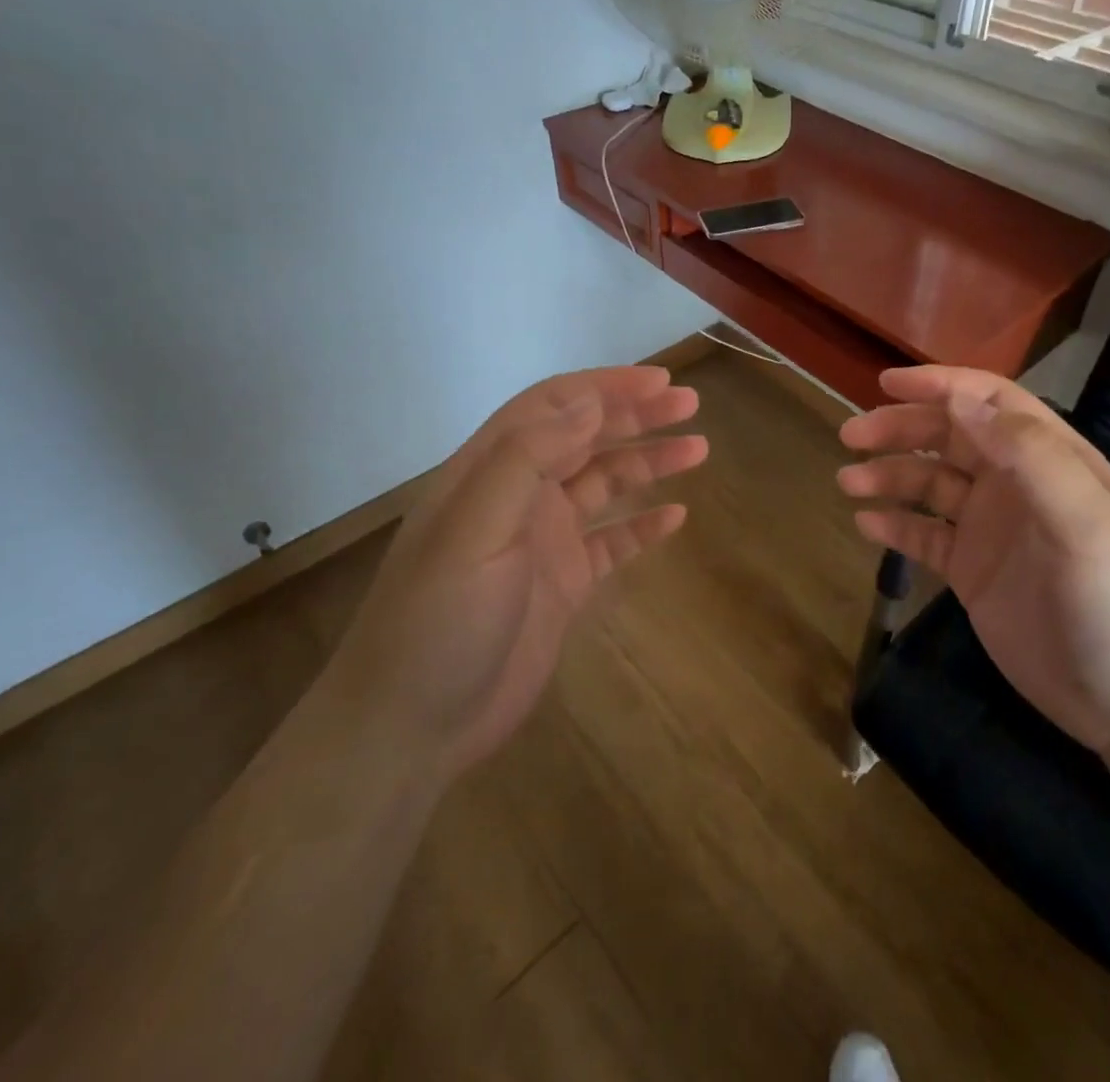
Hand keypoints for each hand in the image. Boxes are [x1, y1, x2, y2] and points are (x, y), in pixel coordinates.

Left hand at [338, 366, 705, 772]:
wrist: (411, 728)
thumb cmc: (439, 619)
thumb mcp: (475, 529)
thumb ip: (527, 458)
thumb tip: (588, 401)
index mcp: (489, 471)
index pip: (552, 406)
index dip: (605, 387)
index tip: (660, 382)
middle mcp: (519, 496)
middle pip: (584, 438)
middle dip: (636, 417)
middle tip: (691, 406)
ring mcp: (542, 540)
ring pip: (604, 485)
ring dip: (647, 463)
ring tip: (698, 451)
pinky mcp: (563, 583)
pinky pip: (612, 541)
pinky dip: (642, 524)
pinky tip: (675, 516)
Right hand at [838, 366, 1109, 753]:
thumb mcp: (1084, 521)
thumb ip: (1028, 455)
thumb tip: (961, 401)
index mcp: (1049, 459)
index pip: (989, 402)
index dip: (940, 385)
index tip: (886, 380)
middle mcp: (1016, 484)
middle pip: (948, 438)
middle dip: (900, 428)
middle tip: (850, 434)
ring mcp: (992, 529)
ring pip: (930, 484)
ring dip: (889, 475)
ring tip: (848, 481)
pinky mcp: (973, 571)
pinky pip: (925, 536)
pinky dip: (895, 524)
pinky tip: (864, 524)